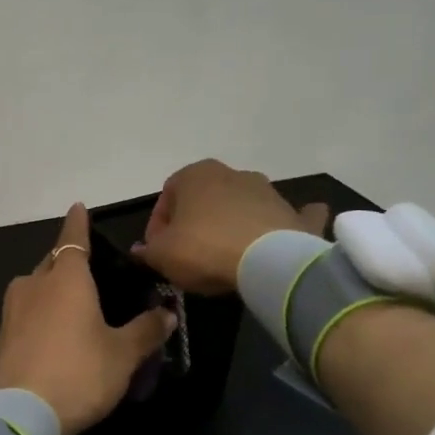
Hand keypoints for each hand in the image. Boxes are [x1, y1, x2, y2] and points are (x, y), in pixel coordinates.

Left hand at [0, 203, 177, 434]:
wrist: (22, 415)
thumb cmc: (80, 373)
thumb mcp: (123, 355)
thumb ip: (146, 331)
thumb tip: (168, 313)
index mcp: (66, 279)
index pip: (73, 238)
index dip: (78, 223)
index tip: (78, 207)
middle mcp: (34, 285)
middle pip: (52, 262)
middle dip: (66, 260)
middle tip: (86, 268)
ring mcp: (12, 311)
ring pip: (33, 287)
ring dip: (49, 288)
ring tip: (70, 303)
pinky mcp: (0, 338)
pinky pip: (23, 314)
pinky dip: (38, 315)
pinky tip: (50, 335)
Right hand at [133, 159, 329, 295]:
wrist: (269, 261)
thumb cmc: (205, 249)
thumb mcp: (162, 254)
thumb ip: (148, 250)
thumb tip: (141, 249)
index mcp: (196, 174)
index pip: (167, 196)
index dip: (158, 226)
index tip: (158, 251)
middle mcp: (232, 173)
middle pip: (205, 199)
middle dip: (195, 223)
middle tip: (188, 255)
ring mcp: (267, 191)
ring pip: (241, 206)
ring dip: (231, 225)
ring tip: (224, 258)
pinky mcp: (293, 213)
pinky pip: (285, 216)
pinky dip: (283, 223)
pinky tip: (278, 238)